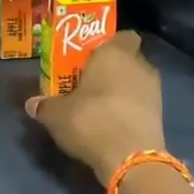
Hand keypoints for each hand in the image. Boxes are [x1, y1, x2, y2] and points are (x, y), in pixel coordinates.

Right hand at [23, 30, 166, 180]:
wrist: (130, 157)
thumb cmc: (90, 120)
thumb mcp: (56, 114)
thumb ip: (44, 106)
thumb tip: (32, 104)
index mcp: (115, 53)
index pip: (122, 36)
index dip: (107, 45)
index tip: (89, 58)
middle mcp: (140, 65)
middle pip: (127, 60)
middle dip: (110, 70)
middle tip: (87, 84)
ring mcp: (154, 91)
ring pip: (135, 83)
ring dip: (120, 92)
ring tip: (97, 108)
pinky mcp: (160, 116)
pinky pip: (140, 105)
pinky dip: (128, 111)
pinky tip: (110, 125)